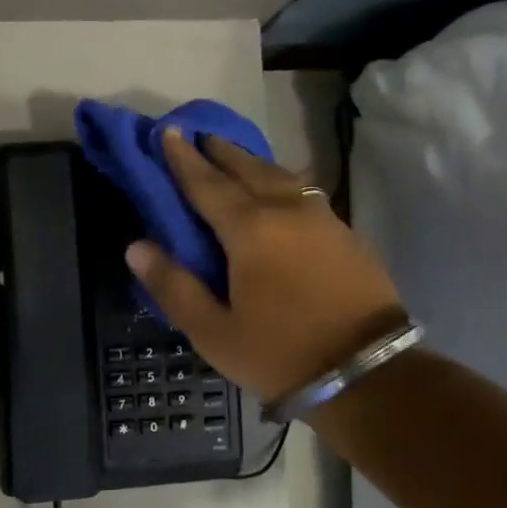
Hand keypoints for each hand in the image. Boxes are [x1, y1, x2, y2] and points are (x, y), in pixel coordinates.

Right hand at [126, 128, 404, 405]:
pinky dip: (281, 180)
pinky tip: (278, 189)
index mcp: (250, 230)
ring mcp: (322, 218)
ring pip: (281, 174)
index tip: (169, 133)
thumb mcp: (213, 331)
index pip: (207, 183)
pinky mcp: (345, 232)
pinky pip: (304, 190)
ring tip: (235, 157)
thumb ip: (173, 286)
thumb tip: (137, 246)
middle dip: (220, 151)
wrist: (369, 374)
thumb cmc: (279, 354)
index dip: (184, 159)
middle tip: (200, 137)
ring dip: (252, 161)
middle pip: (247, 168)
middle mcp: (286, 210)